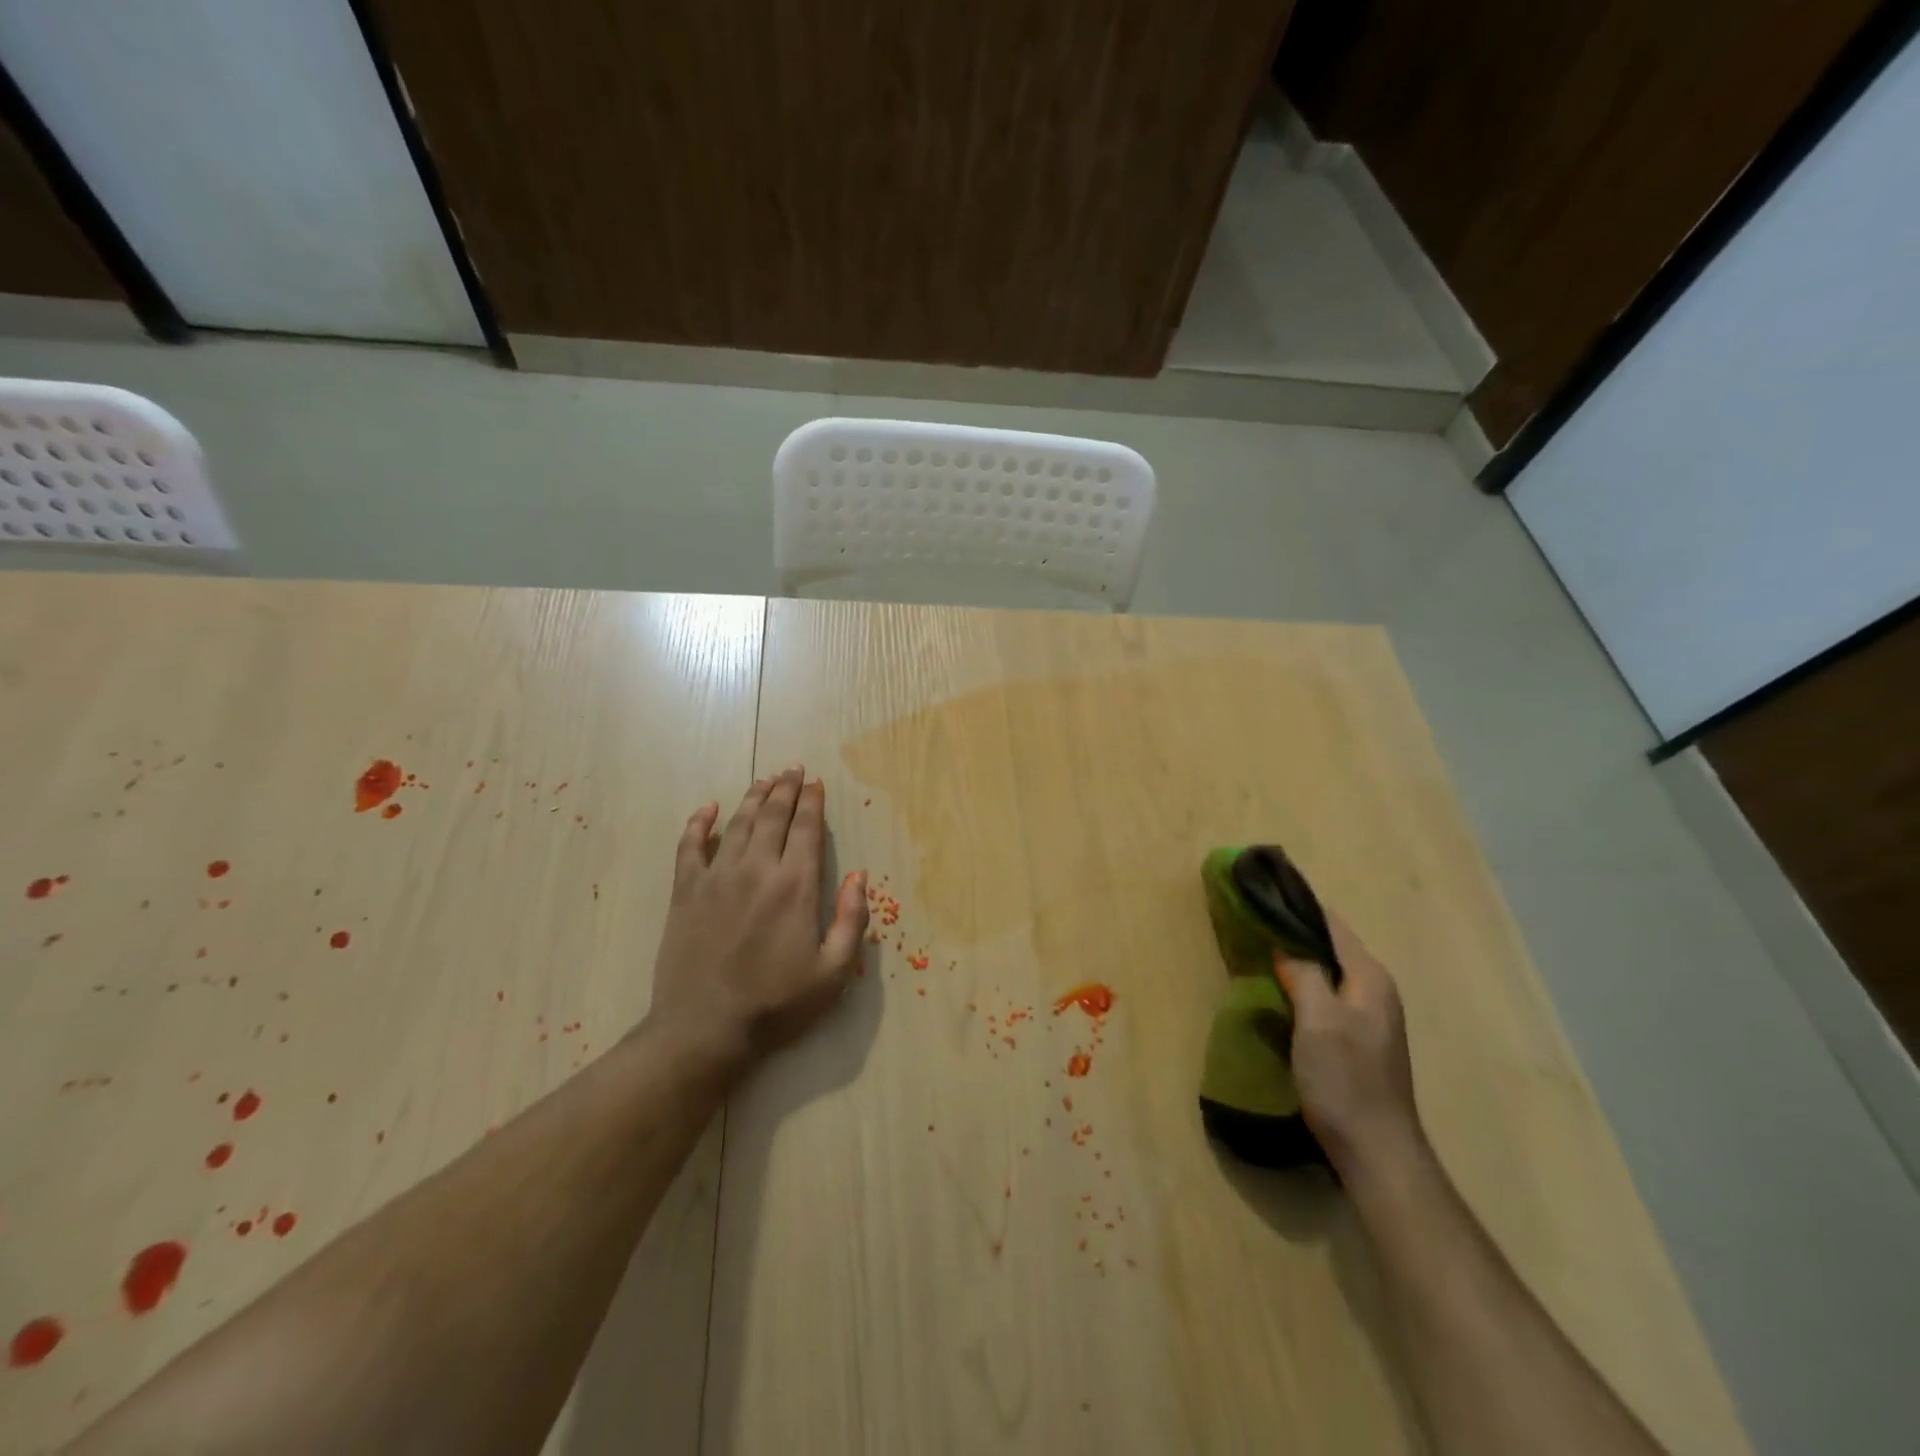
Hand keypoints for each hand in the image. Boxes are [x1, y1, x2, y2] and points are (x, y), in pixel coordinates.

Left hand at [646, 767, 868, 1077]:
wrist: (705, 1029)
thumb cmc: (776, 1004)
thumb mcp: (833, 973)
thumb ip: (851, 920)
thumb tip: (860, 876)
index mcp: (795, 886)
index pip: (806, 830)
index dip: (812, 802)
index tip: (816, 783)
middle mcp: (757, 869)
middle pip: (772, 816)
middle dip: (785, 789)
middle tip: (793, 769)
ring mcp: (717, 877)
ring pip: (737, 823)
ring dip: (753, 797)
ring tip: (765, 779)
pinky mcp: (685, 892)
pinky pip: (690, 846)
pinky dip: (699, 823)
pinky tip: (709, 808)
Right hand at [1274, 915, 1426, 1180]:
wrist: (1376, 1150)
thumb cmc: (1345, 1080)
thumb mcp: (1318, 1019)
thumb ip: (1303, 973)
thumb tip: (1284, 944)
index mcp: (1369, 978)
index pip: (1331, 924)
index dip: (1297, 906)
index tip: (1261, 893)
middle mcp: (1374, 990)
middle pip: (1329, 946)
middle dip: (1292, 931)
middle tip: (1250, 922)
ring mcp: (1368, 1016)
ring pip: (1326, 971)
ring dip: (1295, 960)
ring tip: (1256, 949)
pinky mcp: (1356, 1038)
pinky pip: (1325, 995)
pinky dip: (1301, 985)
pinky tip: (1276, 991)